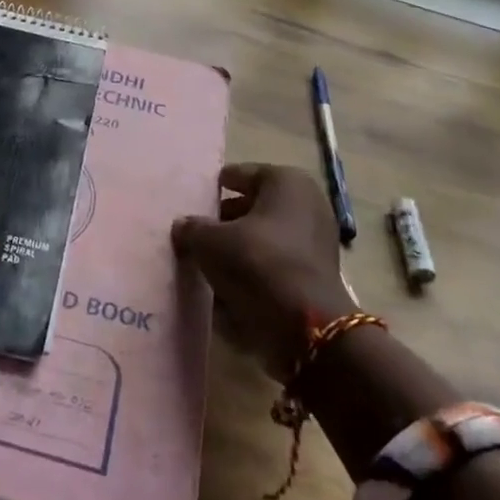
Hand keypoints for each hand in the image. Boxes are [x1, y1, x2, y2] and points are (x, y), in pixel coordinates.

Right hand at [171, 163, 356, 380]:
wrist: (306, 325)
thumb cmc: (257, 263)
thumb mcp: (211, 242)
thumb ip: (193, 229)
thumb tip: (183, 226)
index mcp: (286, 181)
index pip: (242, 174)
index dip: (216, 186)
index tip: (196, 198)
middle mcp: (307, 203)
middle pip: (255, 205)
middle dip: (227, 218)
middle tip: (197, 231)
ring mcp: (316, 240)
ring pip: (265, 236)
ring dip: (239, 246)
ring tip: (207, 259)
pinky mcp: (316, 274)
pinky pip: (276, 262)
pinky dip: (255, 269)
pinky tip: (228, 283)